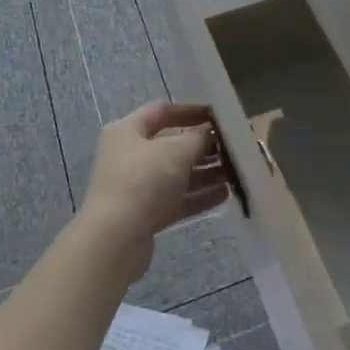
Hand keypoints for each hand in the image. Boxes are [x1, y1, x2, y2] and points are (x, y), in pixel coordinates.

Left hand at [79, 101, 227, 276]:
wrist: (115, 239)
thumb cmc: (143, 181)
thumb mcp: (176, 151)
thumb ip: (198, 138)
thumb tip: (209, 132)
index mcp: (127, 131)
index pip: (161, 112)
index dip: (190, 111)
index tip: (217, 116)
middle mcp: (128, 156)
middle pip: (169, 145)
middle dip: (201, 147)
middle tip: (231, 149)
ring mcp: (134, 187)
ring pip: (174, 175)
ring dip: (204, 173)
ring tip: (234, 173)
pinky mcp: (143, 215)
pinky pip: (175, 200)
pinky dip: (197, 196)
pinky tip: (224, 195)